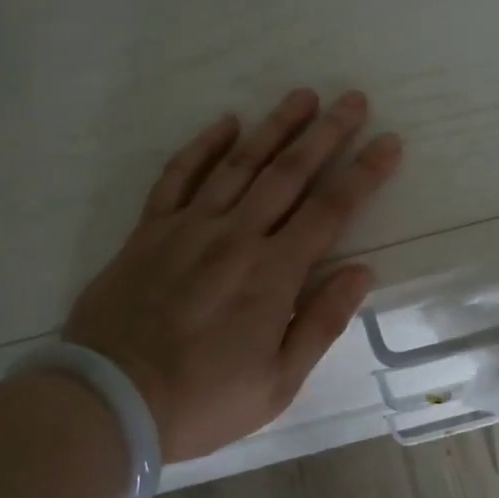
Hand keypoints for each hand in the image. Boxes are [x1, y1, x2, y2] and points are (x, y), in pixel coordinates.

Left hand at [63, 89, 402, 462]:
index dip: (364, 173)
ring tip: (302, 96)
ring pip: (239, 164)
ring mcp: (188, 227)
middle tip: (353, 99)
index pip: (331, 209)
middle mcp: (235, 236)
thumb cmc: (202, 401)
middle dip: (326, 133)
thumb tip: (361, 271)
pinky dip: (202, 147)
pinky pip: (178, 176)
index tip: (389, 141)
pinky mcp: (149, 230)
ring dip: (274, 126)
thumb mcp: (278, 383)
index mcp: (272, 274)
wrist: (109, 401)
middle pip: (289, 172)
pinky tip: (225, 124)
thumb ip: (322, 322)